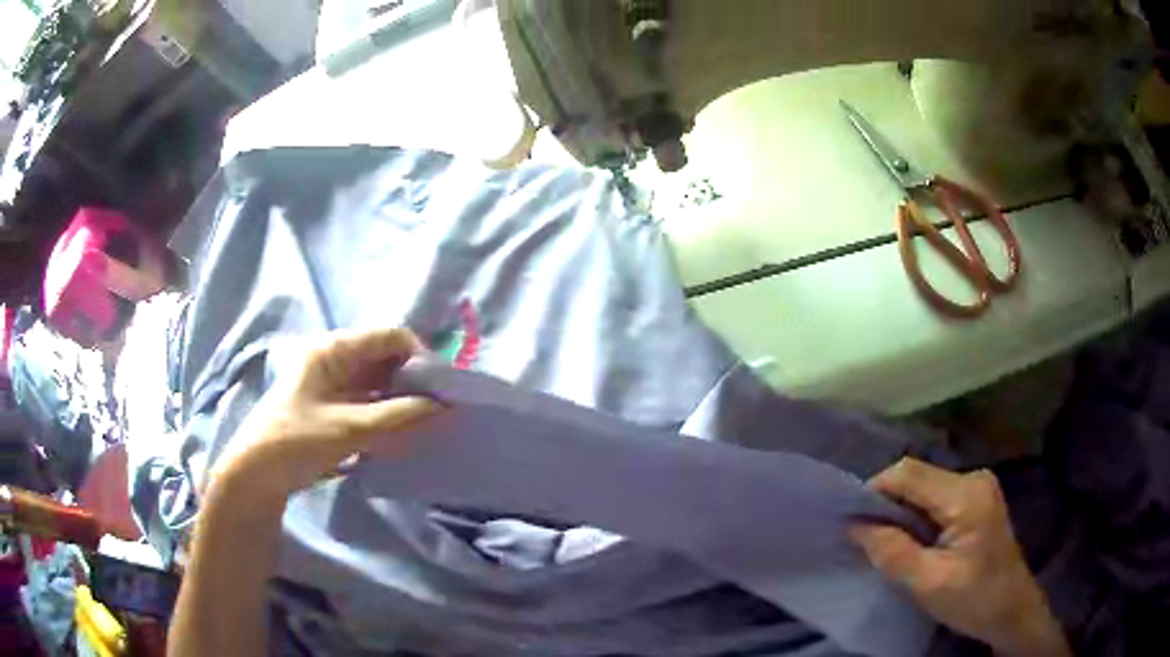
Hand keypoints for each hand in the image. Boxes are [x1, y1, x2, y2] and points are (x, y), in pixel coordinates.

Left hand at [208, 328, 441, 506]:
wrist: (254, 477)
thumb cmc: (295, 441)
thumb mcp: (349, 429)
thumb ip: (398, 416)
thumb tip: (444, 407)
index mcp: (332, 350)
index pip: (389, 336)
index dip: (419, 356)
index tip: (441, 389)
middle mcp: (333, 360)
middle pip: (384, 359)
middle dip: (412, 381)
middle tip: (438, 410)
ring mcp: (330, 385)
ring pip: (377, 383)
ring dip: (400, 401)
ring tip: (425, 426)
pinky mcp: (329, 409)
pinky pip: (367, 404)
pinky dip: (385, 416)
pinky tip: (400, 436)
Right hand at [850, 458, 1069, 656]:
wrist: (1011, 610)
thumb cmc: (974, 600)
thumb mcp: (929, 584)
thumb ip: (892, 553)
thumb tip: (854, 527)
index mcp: (966, 494)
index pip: (908, 473)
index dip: (875, 491)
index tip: (852, 523)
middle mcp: (973, 478)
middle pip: (917, 477)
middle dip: (888, 505)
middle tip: (867, 540)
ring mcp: (978, 486)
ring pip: (924, 487)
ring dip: (901, 513)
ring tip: (887, 544)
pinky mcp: (977, 499)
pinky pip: (936, 498)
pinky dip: (917, 517)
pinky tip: (913, 542)